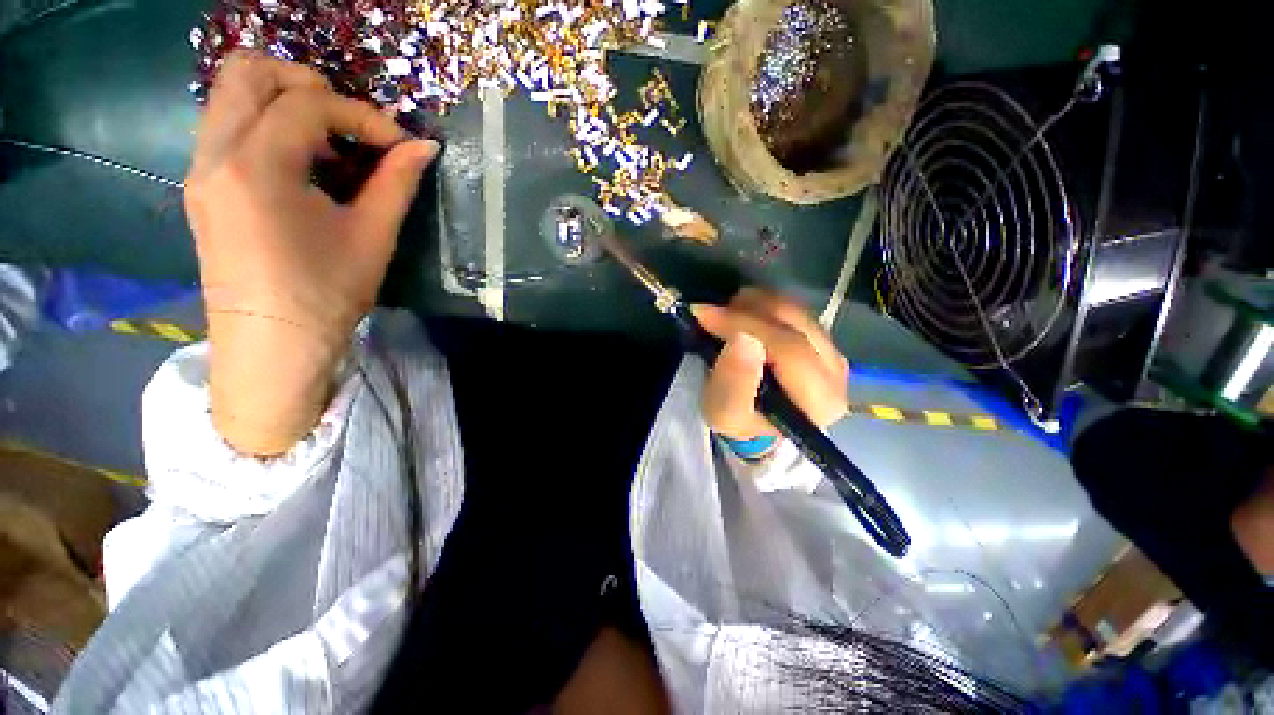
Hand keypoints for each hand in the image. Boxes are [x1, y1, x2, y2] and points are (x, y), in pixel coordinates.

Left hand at [185, 51, 438, 455]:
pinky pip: (228, 125)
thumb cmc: (326, 294)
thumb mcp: (371, 236)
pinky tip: (302, 164)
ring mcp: (200, 168)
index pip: (308, 104)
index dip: (363, 115)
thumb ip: (396, 182)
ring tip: (329, 142)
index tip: (399, 145)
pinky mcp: (202, 185)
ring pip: (230, 94)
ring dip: (283, 100)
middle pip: (248, 72)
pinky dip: (267, 124)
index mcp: (257, 166)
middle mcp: (216, 153)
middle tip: (350, 121)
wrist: (272, 344)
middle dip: (308, 83)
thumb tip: (425, 146)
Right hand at [692, 288, 848, 442]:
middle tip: (713, 312)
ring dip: (755, 305)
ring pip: (795, 311)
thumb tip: (744, 338)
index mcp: (819, 399)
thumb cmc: (741, 421)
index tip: (706, 314)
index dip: (745, 325)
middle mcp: (836, 372)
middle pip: (796, 323)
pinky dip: (763, 306)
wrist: (757, 422)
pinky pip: (794, 310)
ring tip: (725, 314)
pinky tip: (743, 315)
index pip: (788, 349)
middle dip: (748, 311)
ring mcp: (832, 351)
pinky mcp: (822, 339)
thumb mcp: (725, 413)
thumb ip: (734, 382)